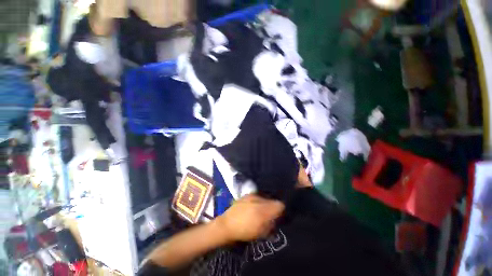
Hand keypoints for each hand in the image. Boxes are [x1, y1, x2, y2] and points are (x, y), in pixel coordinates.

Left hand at [215, 194, 284, 241]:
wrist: (226, 225)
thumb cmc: (244, 231)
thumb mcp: (260, 232)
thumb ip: (271, 224)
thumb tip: (276, 219)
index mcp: (263, 210)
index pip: (280, 205)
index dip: (281, 210)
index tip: (278, 216)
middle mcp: (259, 199)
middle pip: (273, 200)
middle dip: (272, 207)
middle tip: (269, 215)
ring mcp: (252, 195)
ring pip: (265, 198)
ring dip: (265, 204)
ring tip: (260, 211)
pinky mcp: (247, 195)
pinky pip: (257, 196)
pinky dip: (258, 201)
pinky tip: (253, 207)